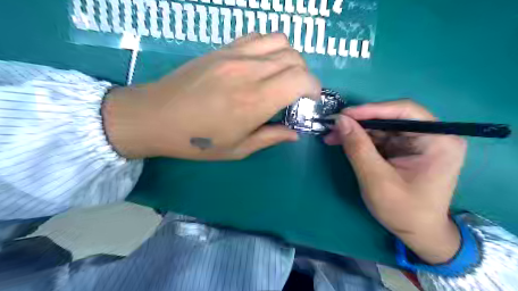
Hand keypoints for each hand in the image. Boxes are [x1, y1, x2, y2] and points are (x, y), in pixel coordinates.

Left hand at [103, 34, 319, 160]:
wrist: (156, 116)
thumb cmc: (197, 140)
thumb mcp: (238, 149)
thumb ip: (270, 138)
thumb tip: (294, 133)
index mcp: (255, 101)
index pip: (301, 79)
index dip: (314, 88)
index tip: (310, 100)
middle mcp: (249, 71)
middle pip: (294, 59)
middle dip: (305, 76)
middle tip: (296, 94)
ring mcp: (235, 54)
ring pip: (280, 41)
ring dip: (290, 59)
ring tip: (282, 76)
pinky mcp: (223, 48)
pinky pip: (258, 36)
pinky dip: (270, 47)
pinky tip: (262, 64)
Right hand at [323, 101, 464, 262]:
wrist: (418, 233)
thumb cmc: (403, 210)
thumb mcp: (377, 179)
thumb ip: (358, 148)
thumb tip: (340, 121)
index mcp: (438, 140)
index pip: (404, 111)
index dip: (372, 109)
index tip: (344, 114)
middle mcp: (431, 136)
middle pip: (390, 119)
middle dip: (359, 123)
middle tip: (333, 126)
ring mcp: (417, 143)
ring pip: (381, 128)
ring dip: (356, 132)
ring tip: (332, 136)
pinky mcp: (404, 150)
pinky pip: (380, 138)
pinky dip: (360, 141)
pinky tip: (343, 142)